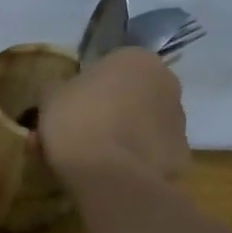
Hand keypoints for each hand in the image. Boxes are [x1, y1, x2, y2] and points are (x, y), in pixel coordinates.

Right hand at [38, 46, 190, 189]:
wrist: (108, 173)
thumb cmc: (77, 121)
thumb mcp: (49, 97)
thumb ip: (57, 87)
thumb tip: (60, 90)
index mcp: (135, 59)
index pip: (110, 67)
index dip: (88, 88)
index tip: (72, 108)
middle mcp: (167, 82)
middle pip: (133, 94)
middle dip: (112, 110)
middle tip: (83, 132)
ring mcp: (179, 119)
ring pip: (146, 123)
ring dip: (126, 134)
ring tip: (97, 158)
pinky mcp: (182, 154)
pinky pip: (153, 152)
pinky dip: (136, 160)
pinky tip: (114, 173)